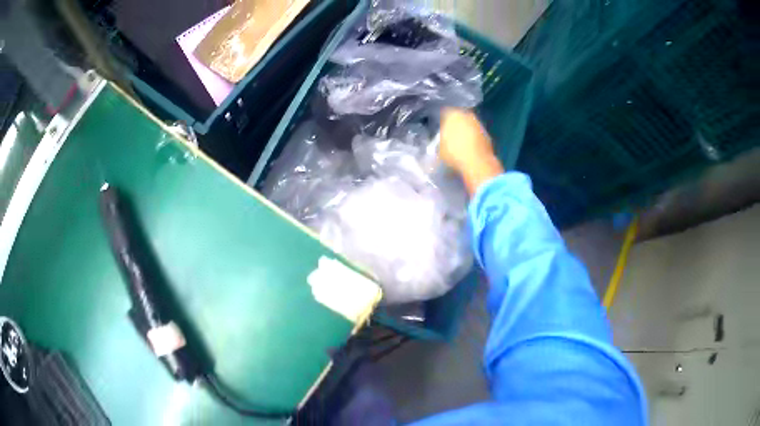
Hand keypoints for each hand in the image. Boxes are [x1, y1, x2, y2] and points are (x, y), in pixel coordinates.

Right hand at [440, 108, 503, 194]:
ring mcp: (479, 124)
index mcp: (452, 114)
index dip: (442, 122)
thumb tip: (443, 139)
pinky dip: (474, 140)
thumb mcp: (439, 148)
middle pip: (459, 118)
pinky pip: (477, 135)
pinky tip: (470, 149)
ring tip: (461, 144)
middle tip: (451, 136)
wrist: (477, 164)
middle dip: (456, 125)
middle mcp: (467, 115)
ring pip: (469, 126)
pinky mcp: (487, 135)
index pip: (445, 114)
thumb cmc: (454, 154)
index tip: (440, 130)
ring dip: (466, 132)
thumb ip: (441, 139)